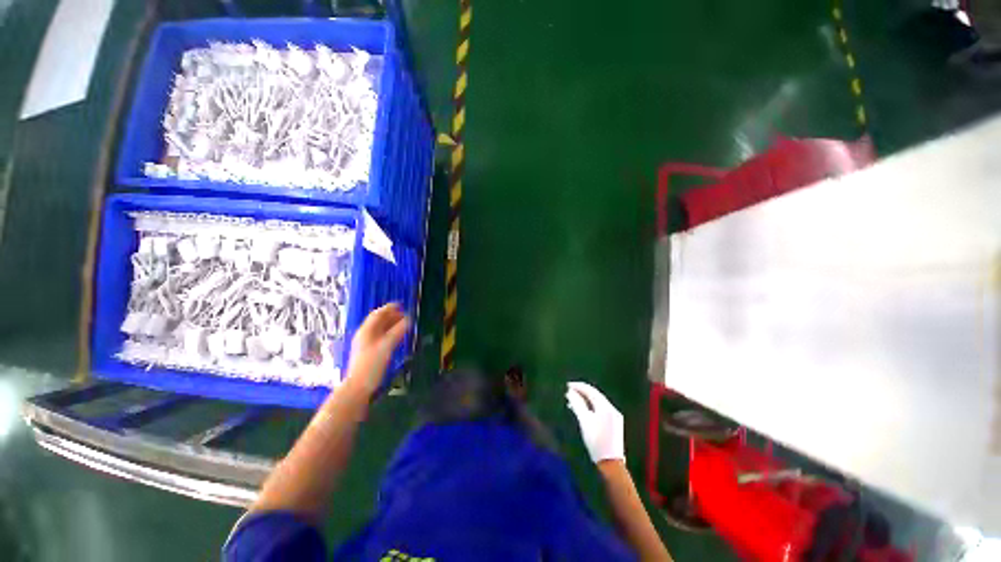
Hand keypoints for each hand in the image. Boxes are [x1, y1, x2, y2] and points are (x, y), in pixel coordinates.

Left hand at [344, 303, 409, 397]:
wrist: (358, 387)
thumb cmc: (371, 365)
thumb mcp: (386, 346)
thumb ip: (397, 332)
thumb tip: (408, 319)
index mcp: (366, 331)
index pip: (377, 314)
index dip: (389, 308)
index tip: (400, 304)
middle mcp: (364, 335)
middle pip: (378, 321)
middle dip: (391, 316)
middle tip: (405, 314)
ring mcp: (366, 344)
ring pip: (379, 329)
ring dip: (391, 324)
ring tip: (403, 323)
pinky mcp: (369, 352)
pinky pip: (380, 337)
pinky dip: (389, 333)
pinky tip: (396, 336)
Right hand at [566, 381, 624, 463]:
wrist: (611, 464)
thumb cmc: (596, 442)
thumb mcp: (584, 421)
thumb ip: (577, 404)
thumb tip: (570, 392)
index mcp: (606, 407)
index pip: (591, 390)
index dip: (579, 386)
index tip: (567, 386)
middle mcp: (612, 409)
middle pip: (595, 395)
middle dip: (581, 392)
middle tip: (569, 392)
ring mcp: (614, 417)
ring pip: (597, 403)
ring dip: (585, 400)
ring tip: (572, 402)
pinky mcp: (614, 424)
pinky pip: (600, 409)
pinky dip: (590, 407)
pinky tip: (583, 412)